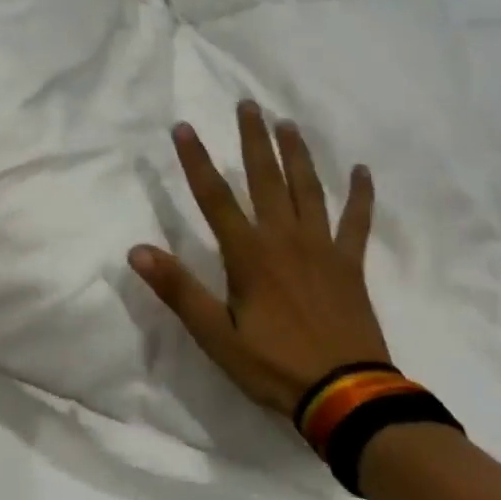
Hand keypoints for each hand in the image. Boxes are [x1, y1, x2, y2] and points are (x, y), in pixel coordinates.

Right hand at [128, 102, 390, 419]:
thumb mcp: (215, 335)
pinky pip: (357, 222)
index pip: (214, 198)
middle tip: (248, 104)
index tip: (183, 127)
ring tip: (287, 124)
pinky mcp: (350, 264)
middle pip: (266, 179)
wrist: (346, 395)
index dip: (196, 161)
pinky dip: (361, 195)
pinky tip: (362, 171)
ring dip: (297, 154)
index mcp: (249, 255)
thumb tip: (138, 251)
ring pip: (308, 189)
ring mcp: (322, 249)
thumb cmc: (273, 365)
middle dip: (253, 140)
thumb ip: (179, 290)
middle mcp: (285, 239)